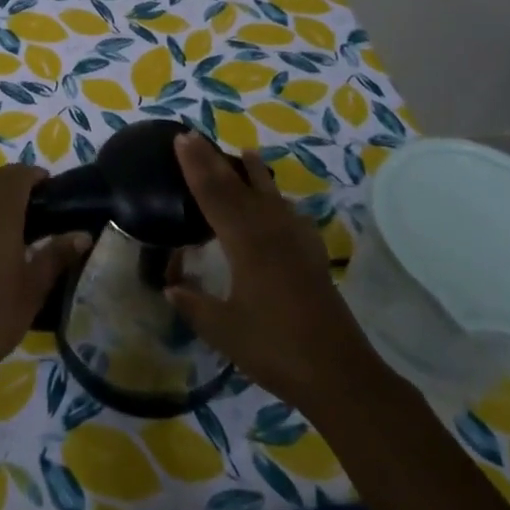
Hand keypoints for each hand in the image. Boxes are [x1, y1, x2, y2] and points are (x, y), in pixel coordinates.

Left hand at [0, 164, 91, 392]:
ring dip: (1, 196)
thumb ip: (57, 256)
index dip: (36, 175)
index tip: (55, 190)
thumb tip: (83, 234)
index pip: (17, 176)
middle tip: (44, 204)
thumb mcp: (33, 288)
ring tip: (26, 221)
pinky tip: (1, 241)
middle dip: (19, 182)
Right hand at [165, 132, 377, 410]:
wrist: (340, 373)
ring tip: (244, 153)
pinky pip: (290, 214)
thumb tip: (169, 286)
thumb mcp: (223, 330)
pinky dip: (279, 200)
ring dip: (252, 173)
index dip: (195, 166)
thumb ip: (194, 304)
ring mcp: (295, 241)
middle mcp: (269, 231)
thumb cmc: (275, 349)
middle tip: (195, 135)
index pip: (213, 194)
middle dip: (214, 160)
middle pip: (237, 187)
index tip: (181, 138)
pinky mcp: (311, 255)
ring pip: (268, 195)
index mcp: (245, 243)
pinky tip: (280, 201)